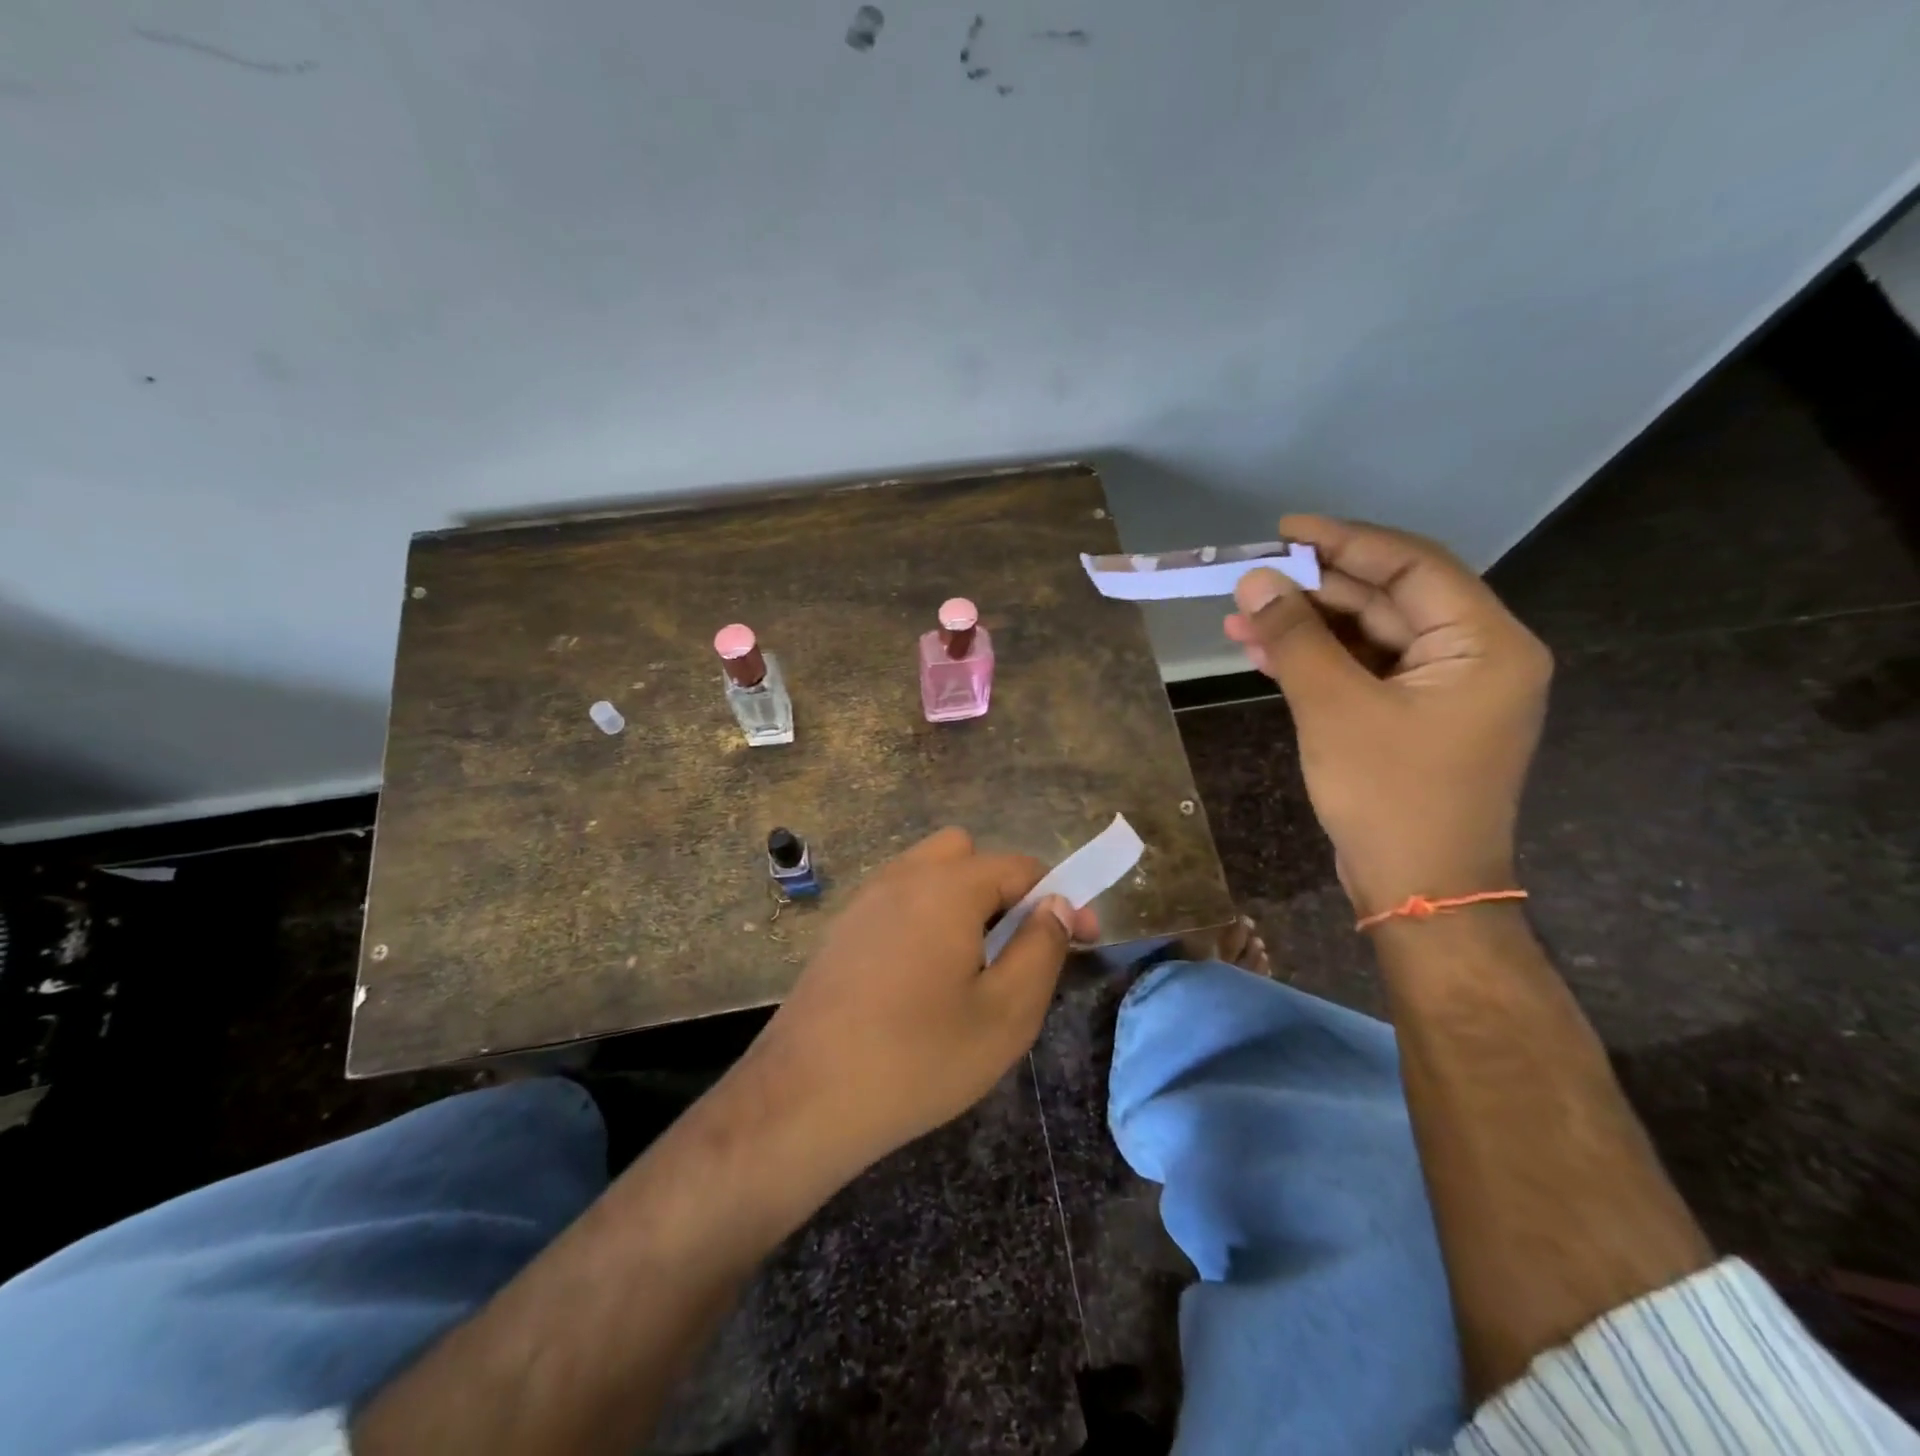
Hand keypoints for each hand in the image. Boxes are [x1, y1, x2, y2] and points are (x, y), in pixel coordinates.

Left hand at [741, 828, 1098, 1175]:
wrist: (804, 1099)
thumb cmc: (918, 1058)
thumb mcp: (1005, 1013)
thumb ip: (1041, 948)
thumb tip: (1055, 904)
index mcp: (947, 886)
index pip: (1019, 867)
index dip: (1059, 897)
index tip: (1082, 938)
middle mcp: (903, 877)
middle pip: (967, 854)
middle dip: (1003, 888)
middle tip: (1016, 946)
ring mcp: (865, 901)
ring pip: (928, 875)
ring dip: (963, 901)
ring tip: (974, 965)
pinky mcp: (842, 930)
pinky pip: (898, 901)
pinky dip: (926, 918)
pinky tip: (923, 979)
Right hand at [1224, 515, 1551, 918]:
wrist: (1417, 893)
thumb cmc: (1389, 797)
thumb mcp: (1335, 708)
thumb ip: (1295, 637)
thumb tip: (1255, 579)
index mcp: (1484, 644)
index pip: (1413, 566)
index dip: (1345, 541)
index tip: (1285, 530)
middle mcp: (1473, 657)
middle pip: (1387, 600)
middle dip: (1313, 590)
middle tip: (1249, 579)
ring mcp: (1442, 690)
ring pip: (1367, 637)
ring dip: (1305, 627)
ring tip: (1238, 618)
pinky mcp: (1413, 718)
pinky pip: (1362, 671)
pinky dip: (1315, 662)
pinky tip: (1262, 653)